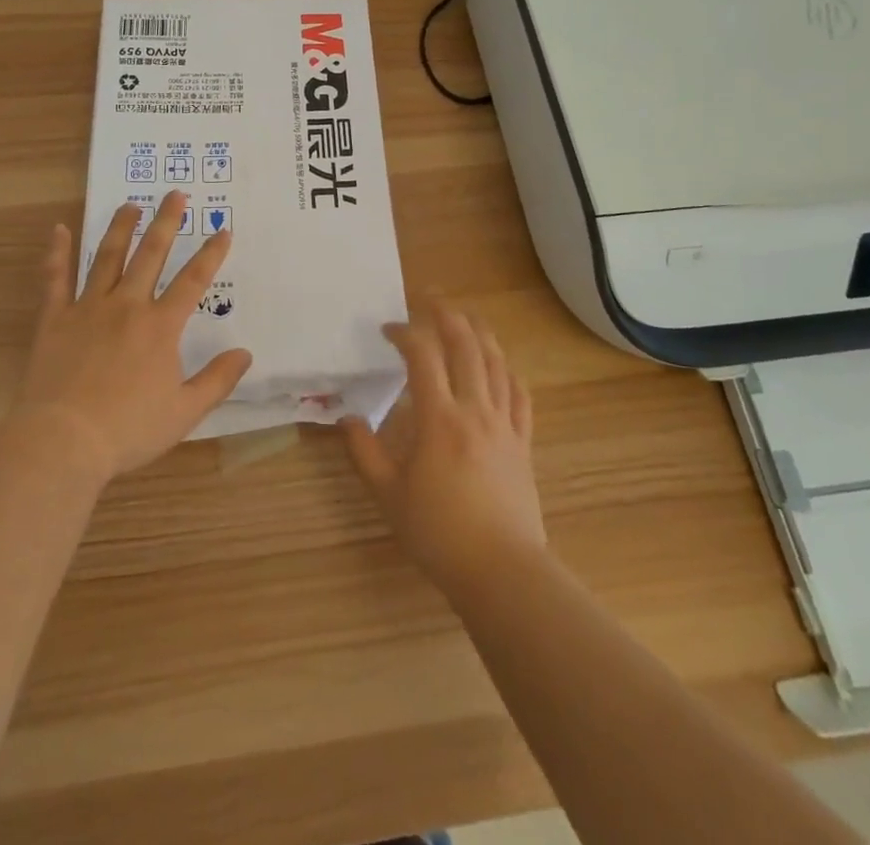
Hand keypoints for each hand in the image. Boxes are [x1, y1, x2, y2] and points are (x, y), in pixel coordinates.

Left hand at [14, 190, 251, 479]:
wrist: (64, 441)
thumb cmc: (129, 428)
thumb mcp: (185, 411)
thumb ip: (217, 380)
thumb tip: (245, 353)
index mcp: (161, 326)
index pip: (193, 281)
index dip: (211, 254)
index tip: (223, 229)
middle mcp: (127, 306)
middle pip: (151, 255)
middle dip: (167, 222)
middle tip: (175, 194)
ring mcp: (88, 308)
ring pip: (107, 258)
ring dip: (121, 228)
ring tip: (131, 204)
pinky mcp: (55, 319)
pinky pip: (55, 278)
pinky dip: (57, 252)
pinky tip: (59, 229)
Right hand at [340, 299, 543, 593]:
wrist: (501, 571)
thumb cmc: (439, 533)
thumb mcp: (388, 495)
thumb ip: (363, 452)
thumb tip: (345, 418)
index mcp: (439, 419)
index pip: (422, 356)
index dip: (405, 333)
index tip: (387, 329)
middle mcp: (475, 410)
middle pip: (466, 345)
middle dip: (446, 314)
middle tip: (429, 298)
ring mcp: (504, 424)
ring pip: (496, 362)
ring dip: (479, 332)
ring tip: (465, 316)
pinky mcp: (523, 442)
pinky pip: (520, 395)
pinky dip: (508, 371)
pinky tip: (501, 365)